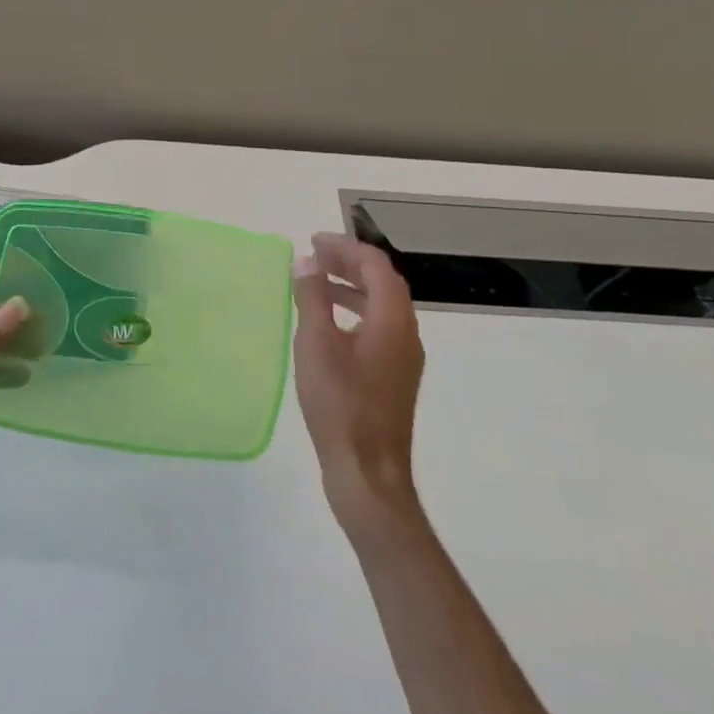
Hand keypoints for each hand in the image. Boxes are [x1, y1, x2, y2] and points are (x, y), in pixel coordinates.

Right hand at [292, 233, 425, 540]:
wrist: (369, 472)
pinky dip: (355, 312)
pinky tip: (329, 327)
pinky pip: (379, 328)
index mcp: (392, 319)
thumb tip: (307, 262)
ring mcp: (404, 358)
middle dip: (350, 263)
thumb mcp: (316, 345)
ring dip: (352, 287)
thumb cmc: (340, 404)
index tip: (313, 242)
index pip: (375, 266)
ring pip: (382, 307)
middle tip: (314, 257)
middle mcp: (406, 333)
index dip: (345, 247)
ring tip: (318, 284)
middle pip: (383, 283)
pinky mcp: (395, 377)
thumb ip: (312, 299)